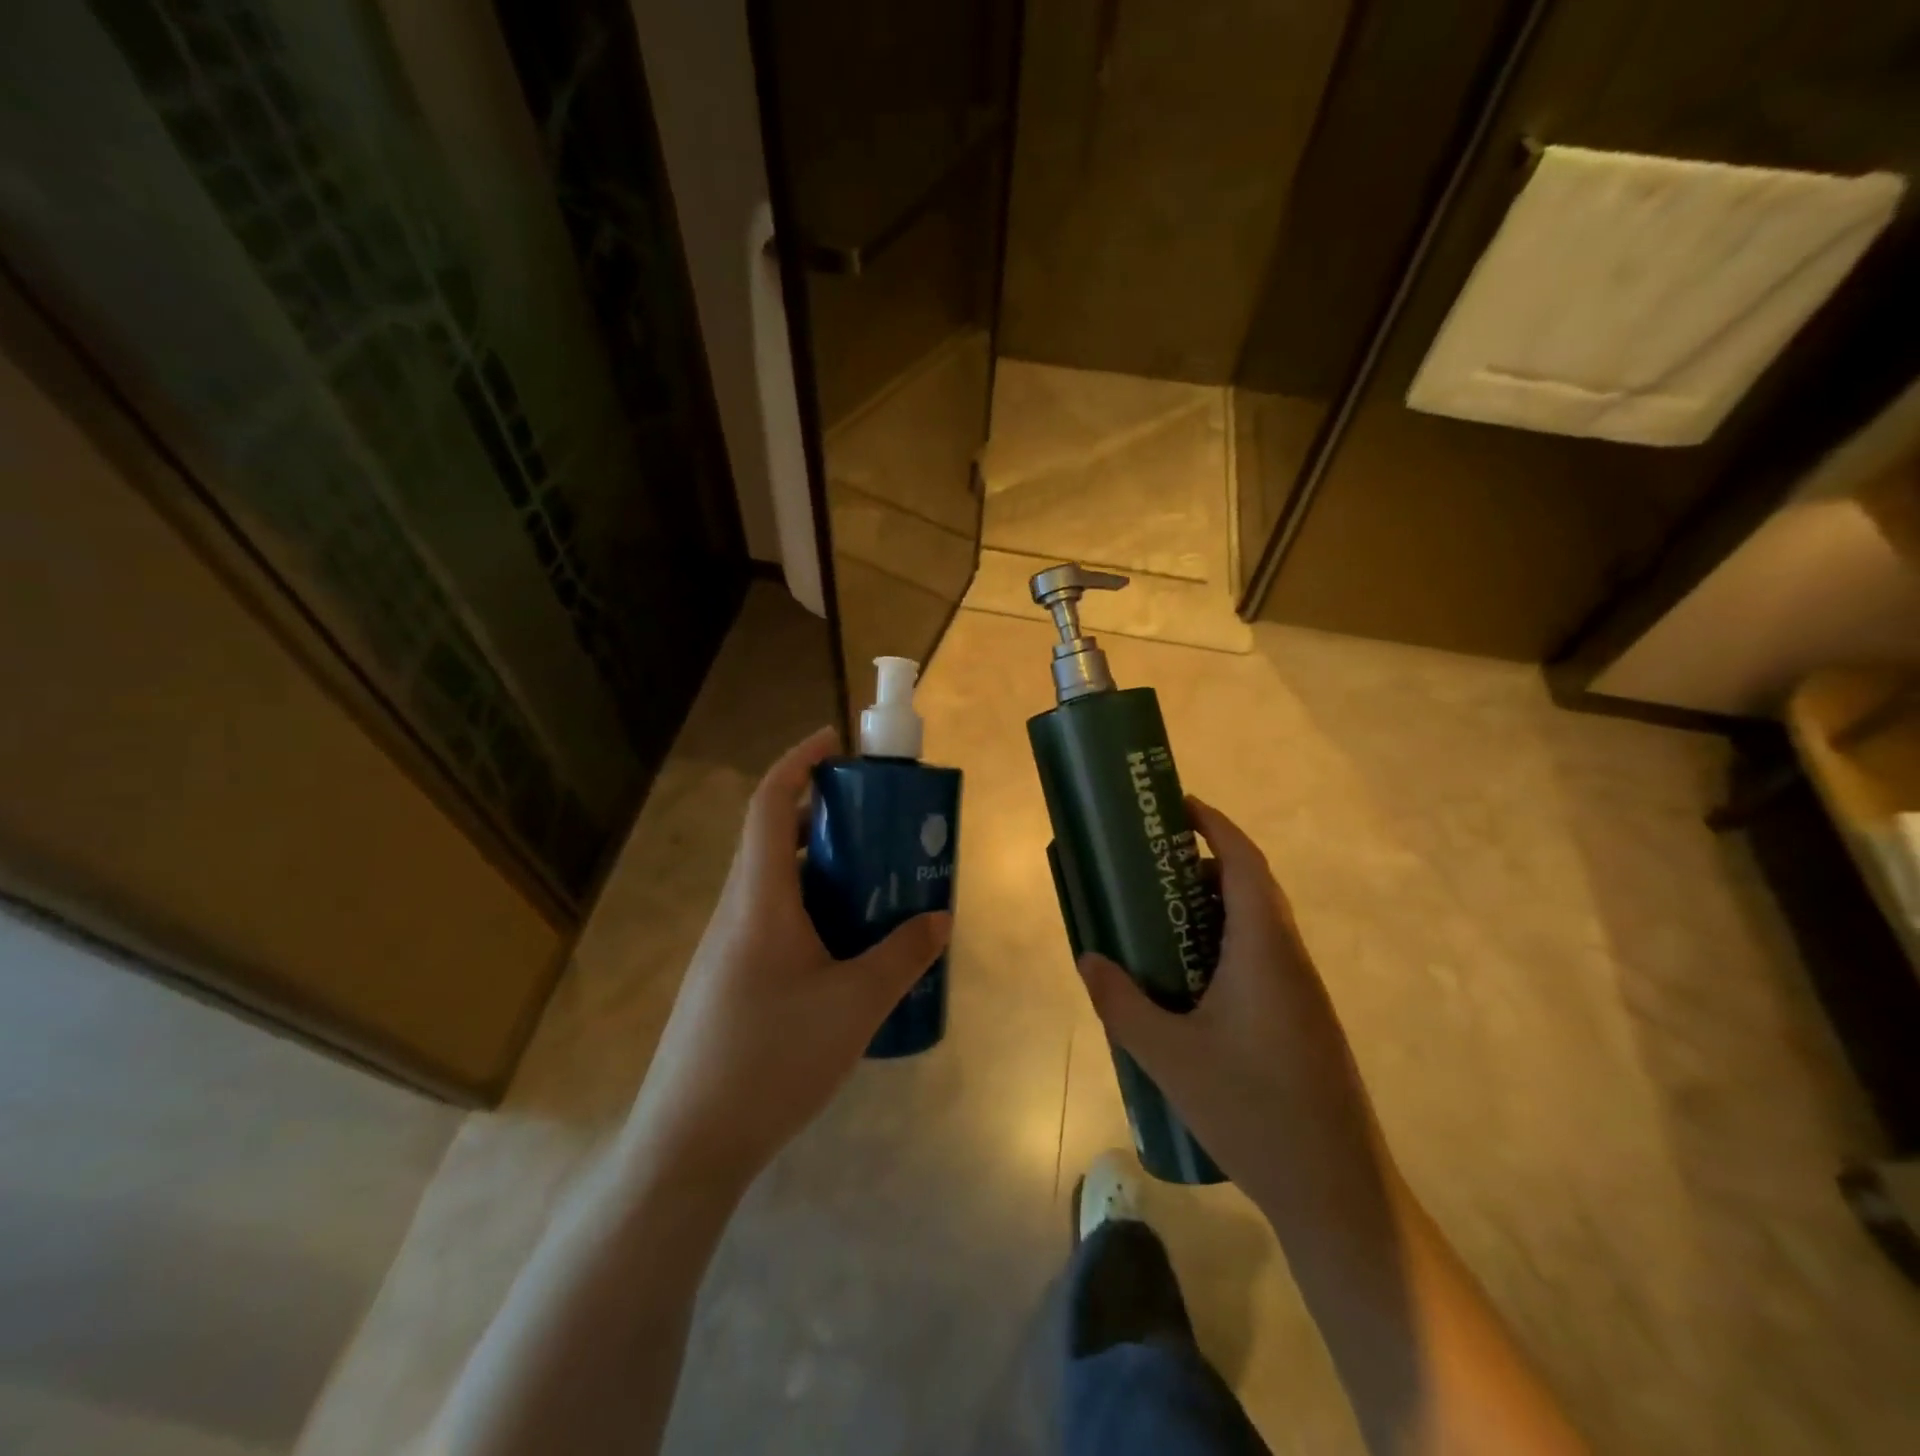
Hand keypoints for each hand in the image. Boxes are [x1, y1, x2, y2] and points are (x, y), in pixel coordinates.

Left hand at [623, 727, 951, 1191]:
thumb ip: (902, 957)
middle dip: (825, 814)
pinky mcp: (732, 978)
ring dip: (822, 866)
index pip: (770, 804)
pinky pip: (776, 919)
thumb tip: (940, 919)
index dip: (799, 761)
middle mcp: (738, 910)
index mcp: (760, 899)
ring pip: (777, 882)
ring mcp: (730, 947)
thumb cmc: (770, 1059)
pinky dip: (814, 908)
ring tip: (876, 881)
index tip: (837, 743)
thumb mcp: (854, 1006)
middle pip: (775, 837)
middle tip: (879, 821)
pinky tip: (848, 948)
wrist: (690, 1144)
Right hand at [1077, 798, 1385, 1223]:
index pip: (1245, 863)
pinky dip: (1224, 944)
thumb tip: (1088, 959)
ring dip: (1214, 906)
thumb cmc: (1253, 1111)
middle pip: (1252, 887)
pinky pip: (1261, 958)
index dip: (1214, 825)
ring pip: (1258, 925)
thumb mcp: (1169, 1056)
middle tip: (1151, 865)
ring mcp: (1303, 993)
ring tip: (1160, 918)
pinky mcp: (1303, 1021)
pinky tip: (1190, 980)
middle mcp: (1290, 959)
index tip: (1177, 806)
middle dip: (1204, 863)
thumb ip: (1121, 1003)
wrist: (1337, 1193)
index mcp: (1264, 950)